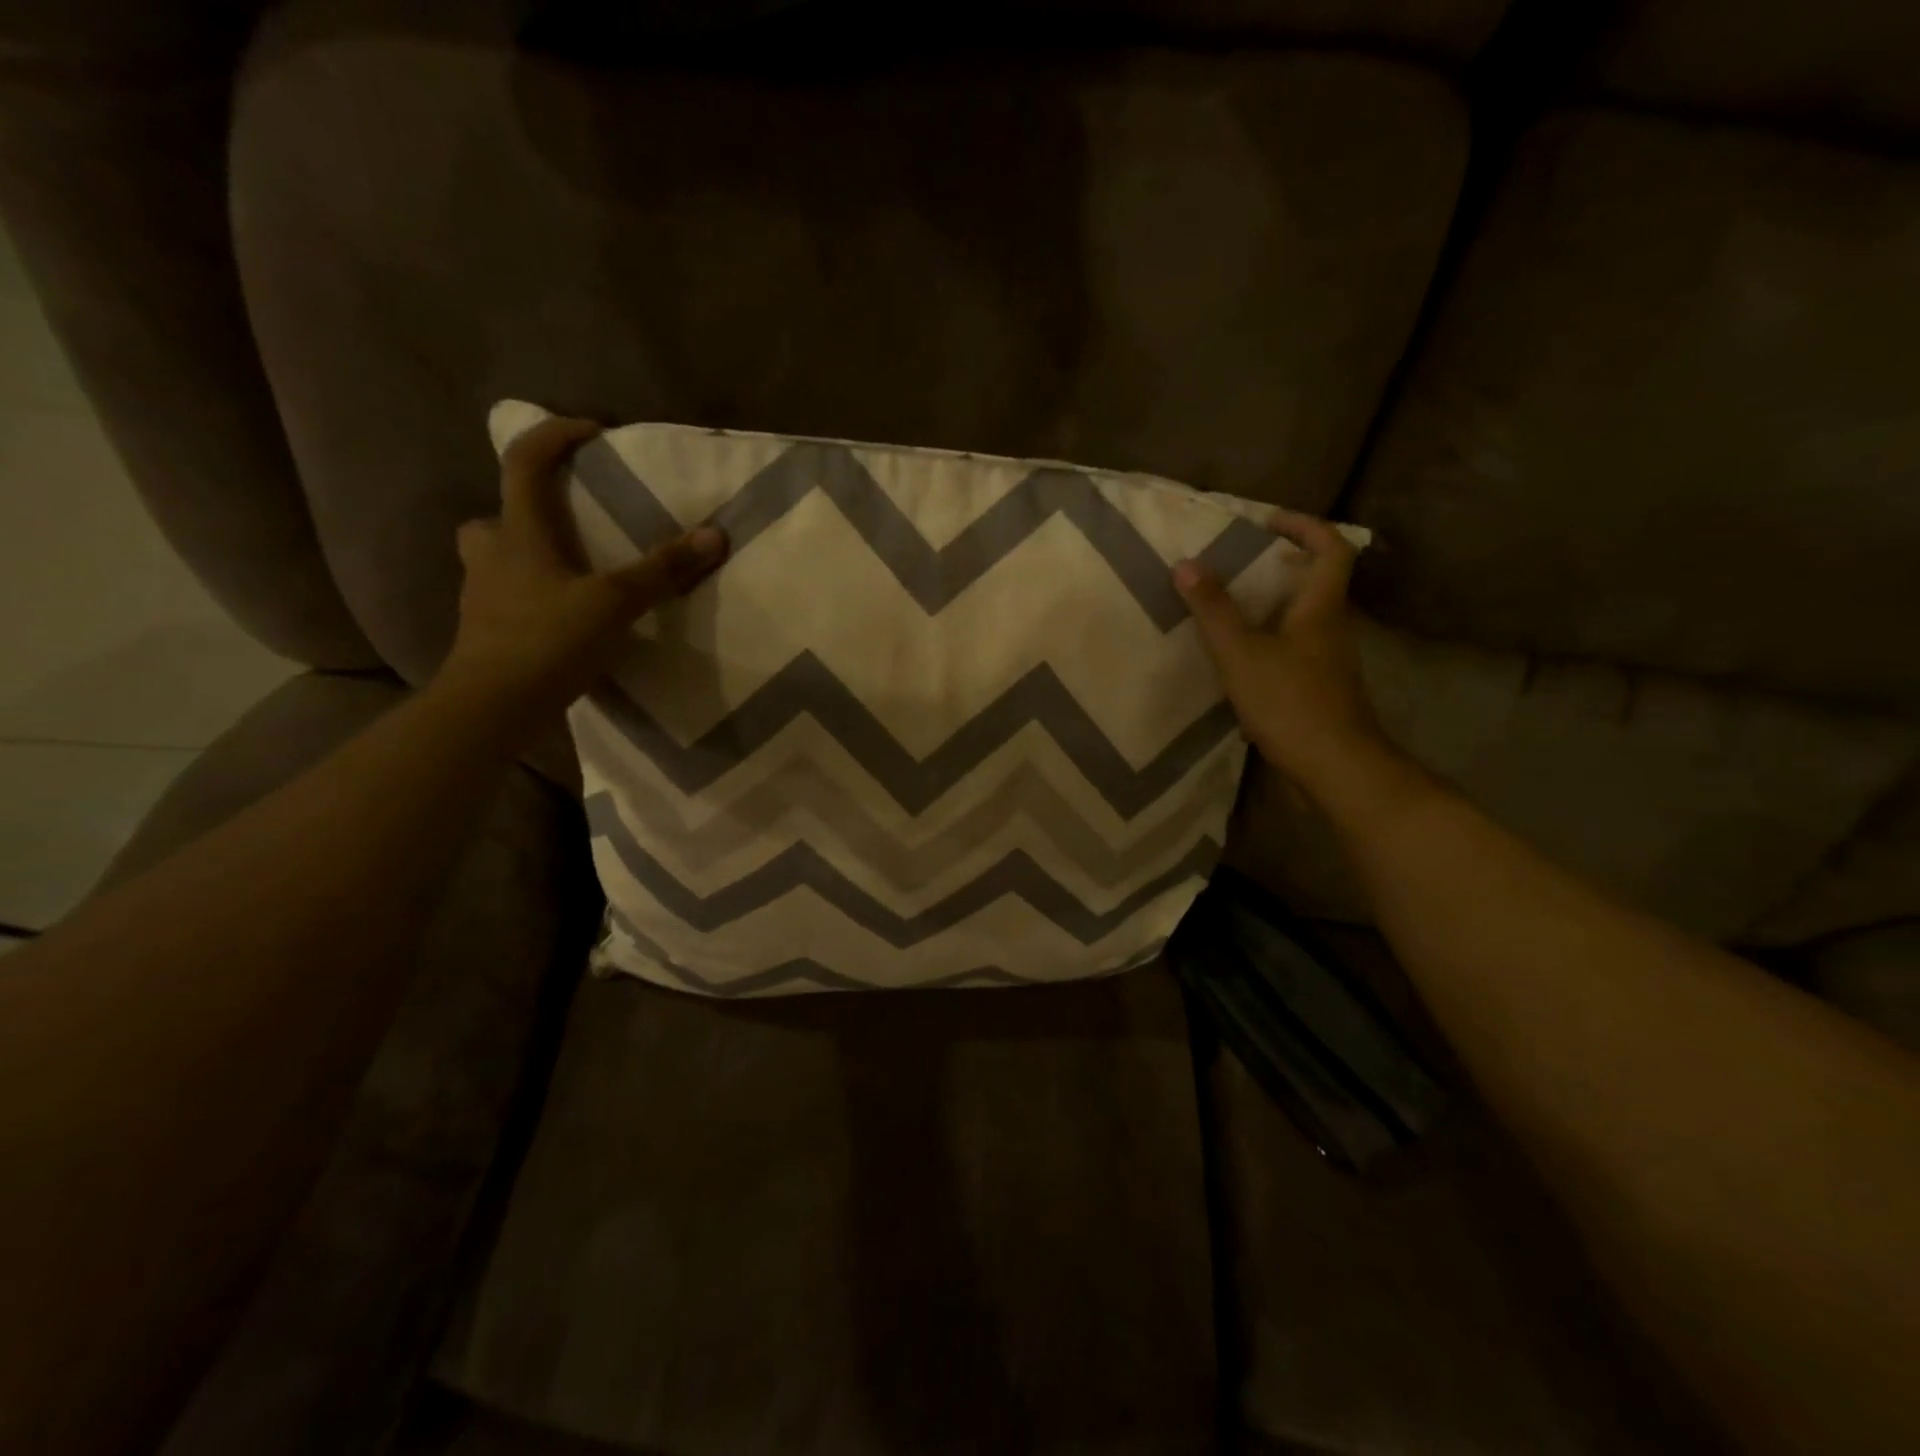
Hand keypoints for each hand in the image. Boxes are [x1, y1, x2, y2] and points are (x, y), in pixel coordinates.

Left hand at [439, 415, 727, 734]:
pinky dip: (533, 598)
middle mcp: (492, 556)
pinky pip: (508, 599)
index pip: (524, 462)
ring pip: (498, 560)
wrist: (493, 706)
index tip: (592, 432)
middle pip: (496, 515)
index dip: (553, 436)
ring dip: (527, 557)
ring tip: (571, 576)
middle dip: (525, 511)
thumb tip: (715, 535)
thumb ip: (662, 569)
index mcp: (518, 534)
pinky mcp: (487, 633)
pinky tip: (564, 621)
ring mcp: (483, 596)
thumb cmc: (547, 640)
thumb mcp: (614, 602)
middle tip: (566, 524)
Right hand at [1174, 509, 1390, 794]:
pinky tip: (1237, 657)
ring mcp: (1328, 661)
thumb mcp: (1240, 653)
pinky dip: (1268, 640)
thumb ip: (1213, 610)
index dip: (1304, 526)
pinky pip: (1293, 648)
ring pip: (1303, 617)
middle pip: (1317, 581)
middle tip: (1237, 564)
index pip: (1331, 548)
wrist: (1334, 767)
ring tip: (1227, 607)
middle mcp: (1332, 628)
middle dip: (1280, 564)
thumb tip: (1186, 564)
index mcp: (1321, 608)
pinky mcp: (1318, 688)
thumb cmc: (1290, 702)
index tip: (1266, 523)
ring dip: (1271, 604)